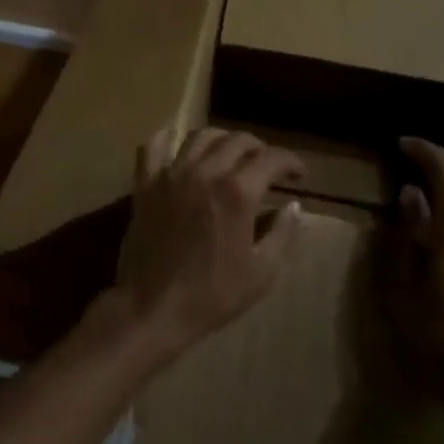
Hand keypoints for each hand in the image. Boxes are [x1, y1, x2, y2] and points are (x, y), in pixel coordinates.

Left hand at [117, 128, 305, 364]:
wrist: (153, 307)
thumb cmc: (212, 294)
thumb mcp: (261, 272)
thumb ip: (281, 233)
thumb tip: (293, 206)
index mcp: (237, 192)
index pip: (271, 159)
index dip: (290, 162)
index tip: (298, 174)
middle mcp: (204, 172)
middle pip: (237, 140)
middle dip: (258, 148)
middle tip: (265, 166)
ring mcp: (171, 174)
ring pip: (199, 137)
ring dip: (221, 140)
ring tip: (229, 155)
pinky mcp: (145, 183)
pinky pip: (152, 147)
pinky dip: (166, 139)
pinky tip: (176, 145)